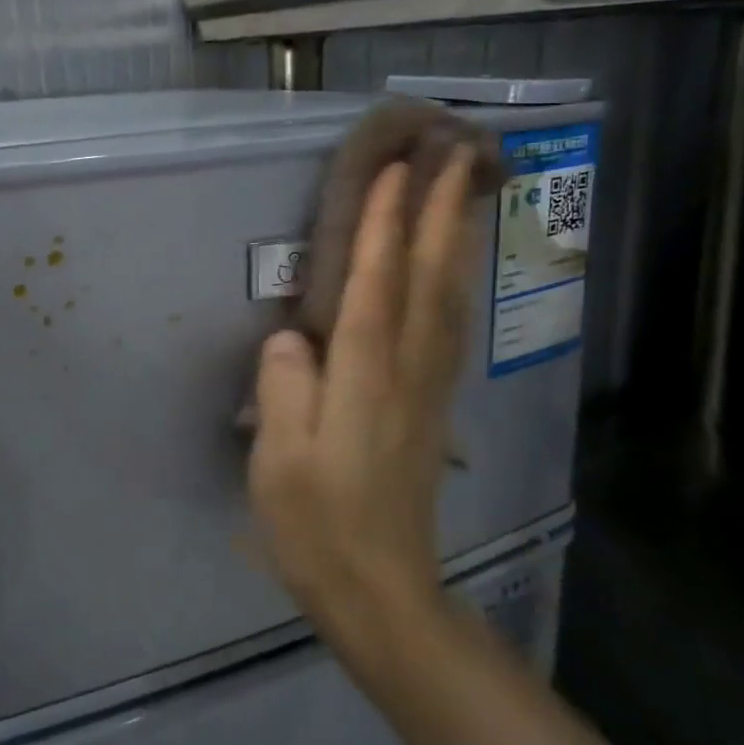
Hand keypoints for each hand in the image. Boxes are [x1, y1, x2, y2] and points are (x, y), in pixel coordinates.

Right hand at [248, 152, 478, 639]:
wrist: (381, 590)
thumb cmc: (318, 525)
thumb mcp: (280, 460)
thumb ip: (284, 387)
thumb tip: (291, 336)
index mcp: (364, 377)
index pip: (375, 282)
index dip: (384, 223)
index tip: (394, 169)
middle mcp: (406, 371)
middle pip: (429, 277)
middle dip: (440, 211)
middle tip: (453, 154)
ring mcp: (428, 388)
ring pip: (450, 298)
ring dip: (457, 239)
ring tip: (464, 192)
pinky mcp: (433, 406)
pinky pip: (450, 328)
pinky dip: (456, 284)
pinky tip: (456, 270)